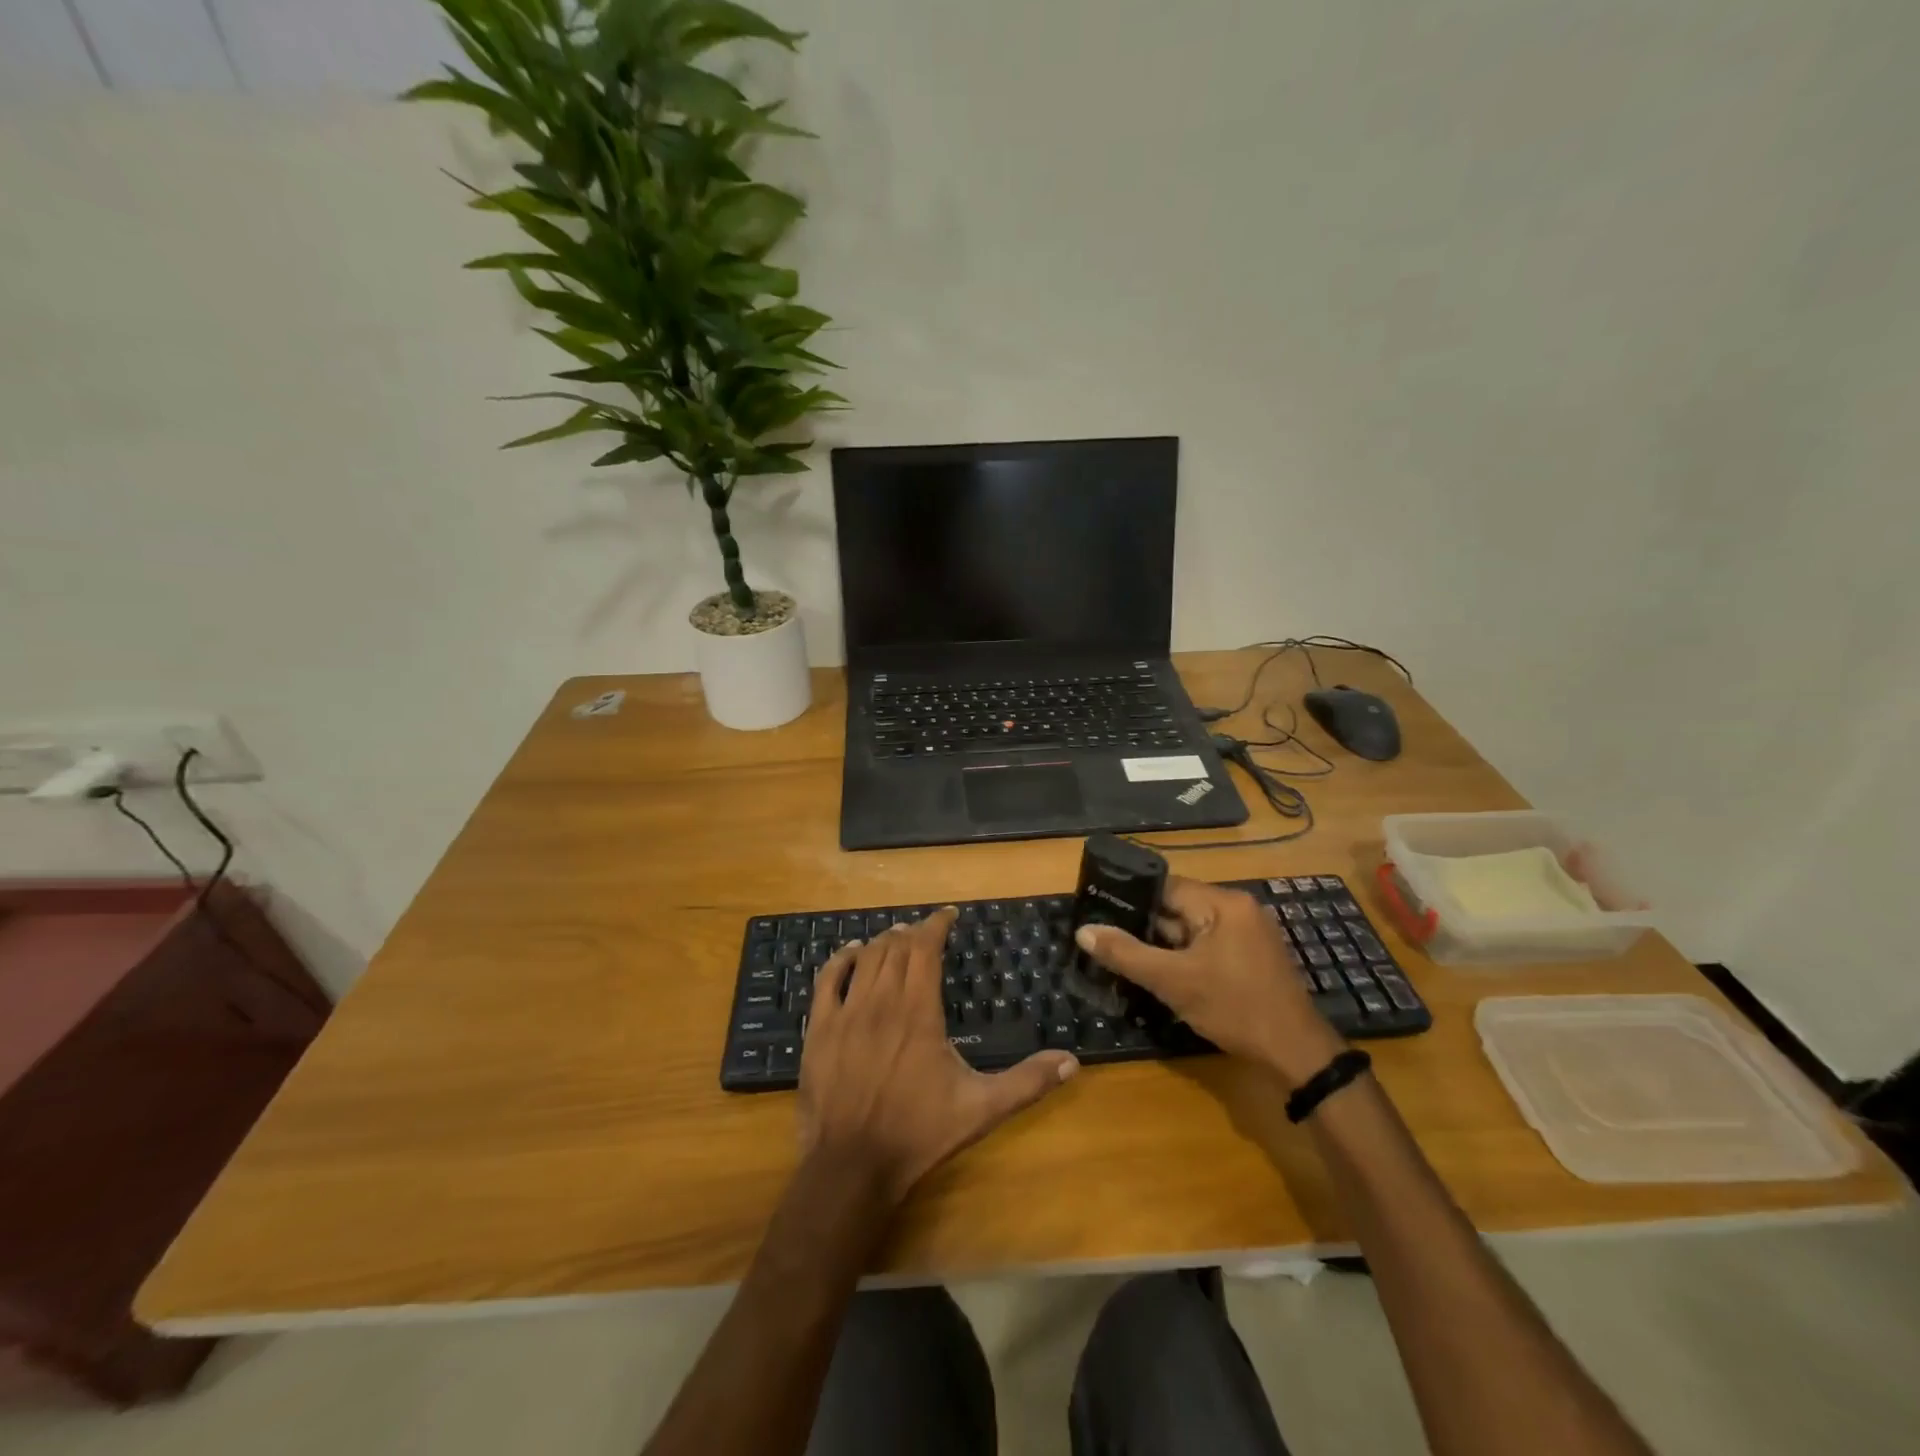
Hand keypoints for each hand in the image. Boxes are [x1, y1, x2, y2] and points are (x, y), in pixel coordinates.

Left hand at [797, 908, 1077, 1202]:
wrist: (852, 1165)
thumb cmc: (919, 1133)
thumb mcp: (981, 1109)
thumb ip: (1027, 1082)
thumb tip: (1072, 1061)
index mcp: (919, 1011)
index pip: (926, 948)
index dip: (937, 925)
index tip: (949, 915)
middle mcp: (882, 1001)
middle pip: (896, 948)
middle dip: (913, 933)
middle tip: (927, 932)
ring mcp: (847, 1012)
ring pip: (866, 959)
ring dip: (883, 942)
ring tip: (897, 937)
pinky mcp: (819, 1028)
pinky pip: (828, 979)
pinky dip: (841, 959)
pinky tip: (851, 953)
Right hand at [1074, 877, 1345, 1087]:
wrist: (1295, 1054)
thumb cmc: (1234, 1008)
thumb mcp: (1172, 981)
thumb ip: (1125, 953)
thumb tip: (1083, 931)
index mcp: (1223, 902)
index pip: (1165, 886)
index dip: (1130, 898)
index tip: (1098, 909)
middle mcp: (1237, 908)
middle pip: (1177, 907)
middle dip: (1144, 926)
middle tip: (1106, 939)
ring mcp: (1247, 933)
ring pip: (1191, 929)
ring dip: (1163, 945)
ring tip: (1124, 956)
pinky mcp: (1250, 956)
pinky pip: (1207, 945)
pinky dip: (1184, 957)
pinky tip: (1161, 974)